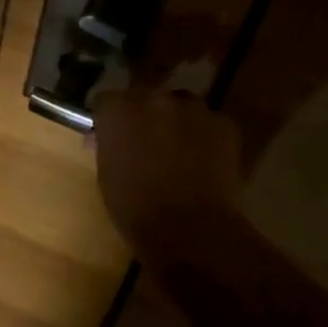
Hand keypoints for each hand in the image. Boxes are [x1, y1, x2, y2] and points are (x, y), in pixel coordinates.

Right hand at [92, 87, 244, 262]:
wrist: (189, 229)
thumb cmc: (134, 206)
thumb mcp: (107, 172)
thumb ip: (108, 145)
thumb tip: (104, 138)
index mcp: (117, 109)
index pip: (107, 101)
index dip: (110, 118)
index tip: (112, 135)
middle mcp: (153, 98)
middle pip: (145, 98)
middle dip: (144, 116)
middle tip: (145, 143)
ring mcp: (192, 108)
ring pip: (180, 107)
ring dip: (176, 122)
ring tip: (178, 151)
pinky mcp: (224, 124)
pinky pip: (209, 124)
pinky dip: (204, 137)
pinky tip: (203, 162)